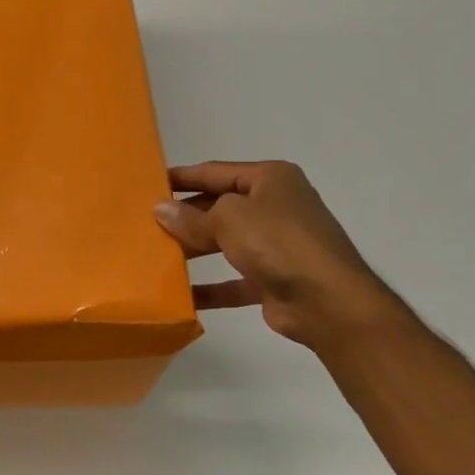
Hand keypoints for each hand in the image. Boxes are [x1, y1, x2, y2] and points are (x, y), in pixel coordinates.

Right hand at [153, 161, 400, 346]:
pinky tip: (181, 295)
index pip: (216, 171)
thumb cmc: (278, 242)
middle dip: (186, 216)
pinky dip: (210, 287)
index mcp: (270, 179)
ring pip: (225, 242)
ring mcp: (277, 245)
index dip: (183, 177)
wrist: (328, 302)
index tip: (150, 183)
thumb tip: (161, 209)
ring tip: (157, 254)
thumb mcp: (228, 219)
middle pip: (220, 206)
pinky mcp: (274, 280)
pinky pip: (234, 280)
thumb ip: (191, 216)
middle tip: (147, 223)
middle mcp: (276, 207)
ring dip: (194, 249)